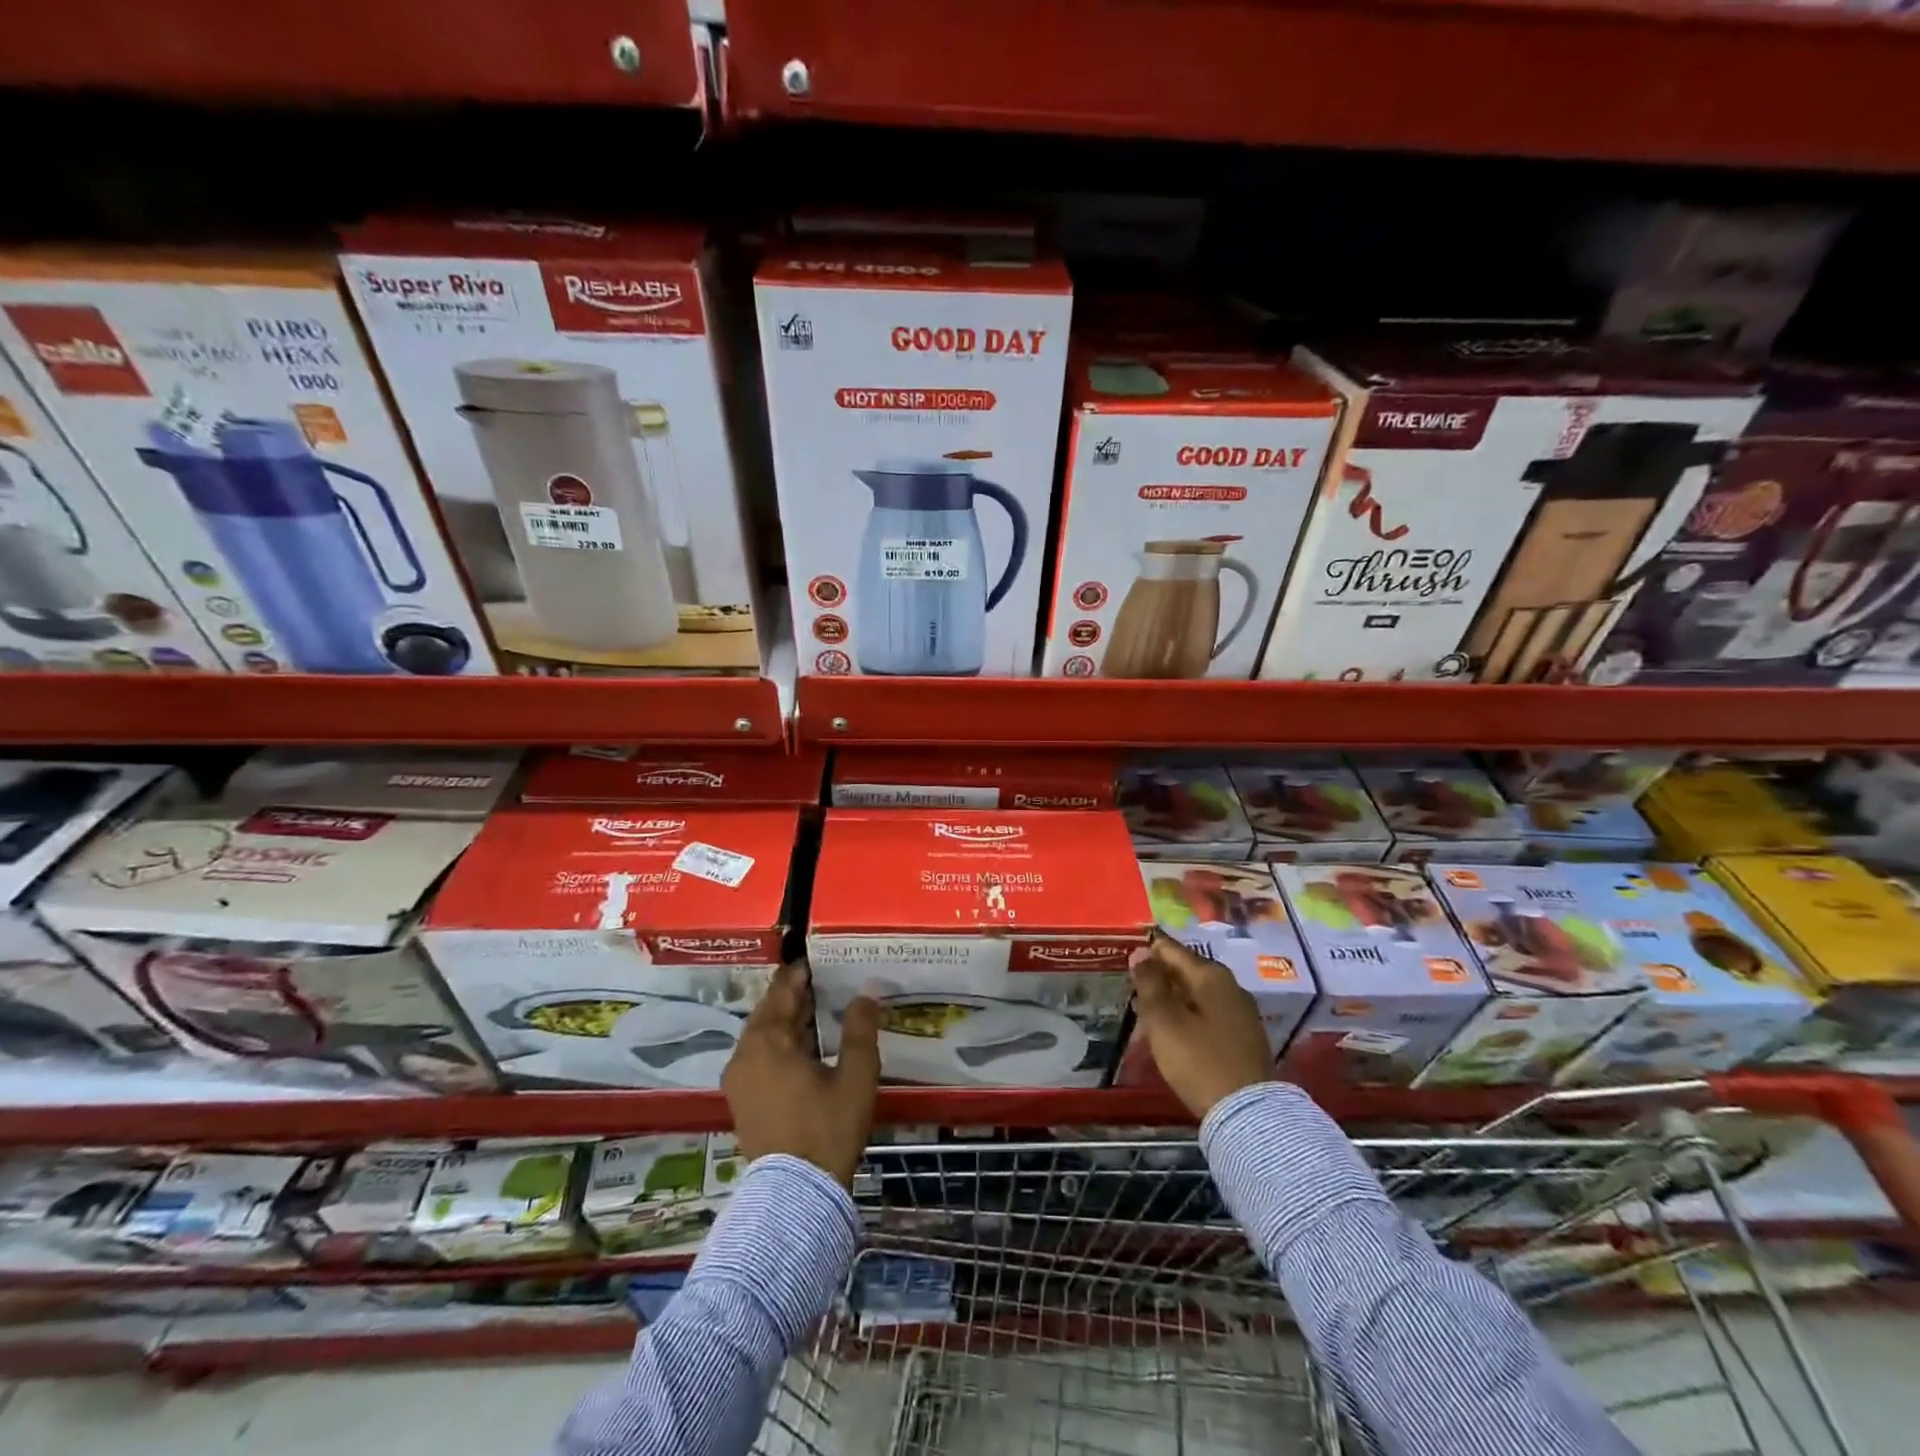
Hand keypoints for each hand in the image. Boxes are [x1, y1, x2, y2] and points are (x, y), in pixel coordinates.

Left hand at [723, 961, 879, 1187]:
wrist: (796, 1195)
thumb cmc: (827, 1128)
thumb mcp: (855, 1075)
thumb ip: (860, 1029)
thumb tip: (866, 992)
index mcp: (767, 1041)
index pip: (781, 991)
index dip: (800, 973)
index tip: (820, 959)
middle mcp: (744, 1054)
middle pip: (768, 1011)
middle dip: (794, 996)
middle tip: (824, 982)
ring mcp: (738, 1080)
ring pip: (762, 1035)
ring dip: (787, 1021)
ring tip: (818, 1012)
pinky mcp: (741, 1100)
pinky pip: (759, 1056)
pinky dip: (779, 1044)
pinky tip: (804, 1048)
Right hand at [1129, 934, 1275, 1118]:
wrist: (1248, 1114)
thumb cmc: (1199, 1060)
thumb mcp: (1164, 1020)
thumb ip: (1150, 983)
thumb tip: (1140, 952)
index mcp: (1210, 975)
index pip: (1171, 949)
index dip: (1146, 951)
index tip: (1124, 959)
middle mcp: (1230, 986)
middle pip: (1185, 970)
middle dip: (1158, 977)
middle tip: (1130, 989)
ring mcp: (1240, 1012)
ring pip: (1196, 993)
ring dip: (1171, 998)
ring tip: (1145, 1012)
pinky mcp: (1244, 1036)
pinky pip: (1208, 1013)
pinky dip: (1187, 1015)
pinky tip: (1173, 1031)